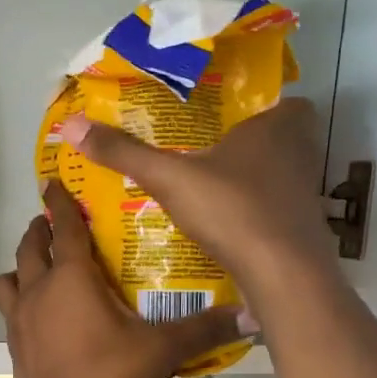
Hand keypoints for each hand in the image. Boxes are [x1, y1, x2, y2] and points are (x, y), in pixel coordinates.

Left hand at [0, 180, 250, 377]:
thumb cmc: (110, 377)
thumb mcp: (163, 350)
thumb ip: (204, 329)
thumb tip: (252, 316)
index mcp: (71, 278)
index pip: (63, 227)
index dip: (60, 202)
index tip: (53, 182)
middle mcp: (38, 290)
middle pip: (29, 247)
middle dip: (40, 229)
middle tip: (54, 223)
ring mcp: (20, 320)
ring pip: (9, 278)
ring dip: (22, 267)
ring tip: (42, 270)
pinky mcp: (14, 347)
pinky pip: (10, 311)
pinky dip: (21, 302)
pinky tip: (43, 317)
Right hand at [56, 98, 339, 305]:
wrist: (282, 276)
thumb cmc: (232, 210)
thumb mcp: (169, 178)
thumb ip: (124, 153)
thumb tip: (72, 125)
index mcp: (277, 127)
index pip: (286, 101)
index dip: (262, 105)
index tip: (228, 114)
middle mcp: (299, 154)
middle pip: (281, 139)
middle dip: (249, 143)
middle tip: (207, 148)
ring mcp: (304, 194)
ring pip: (278, 175)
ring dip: (250, 178)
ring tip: (206, 185)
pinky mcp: (301, 228)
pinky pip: (275, 208)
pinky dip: (254, 211)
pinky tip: (221, 223)